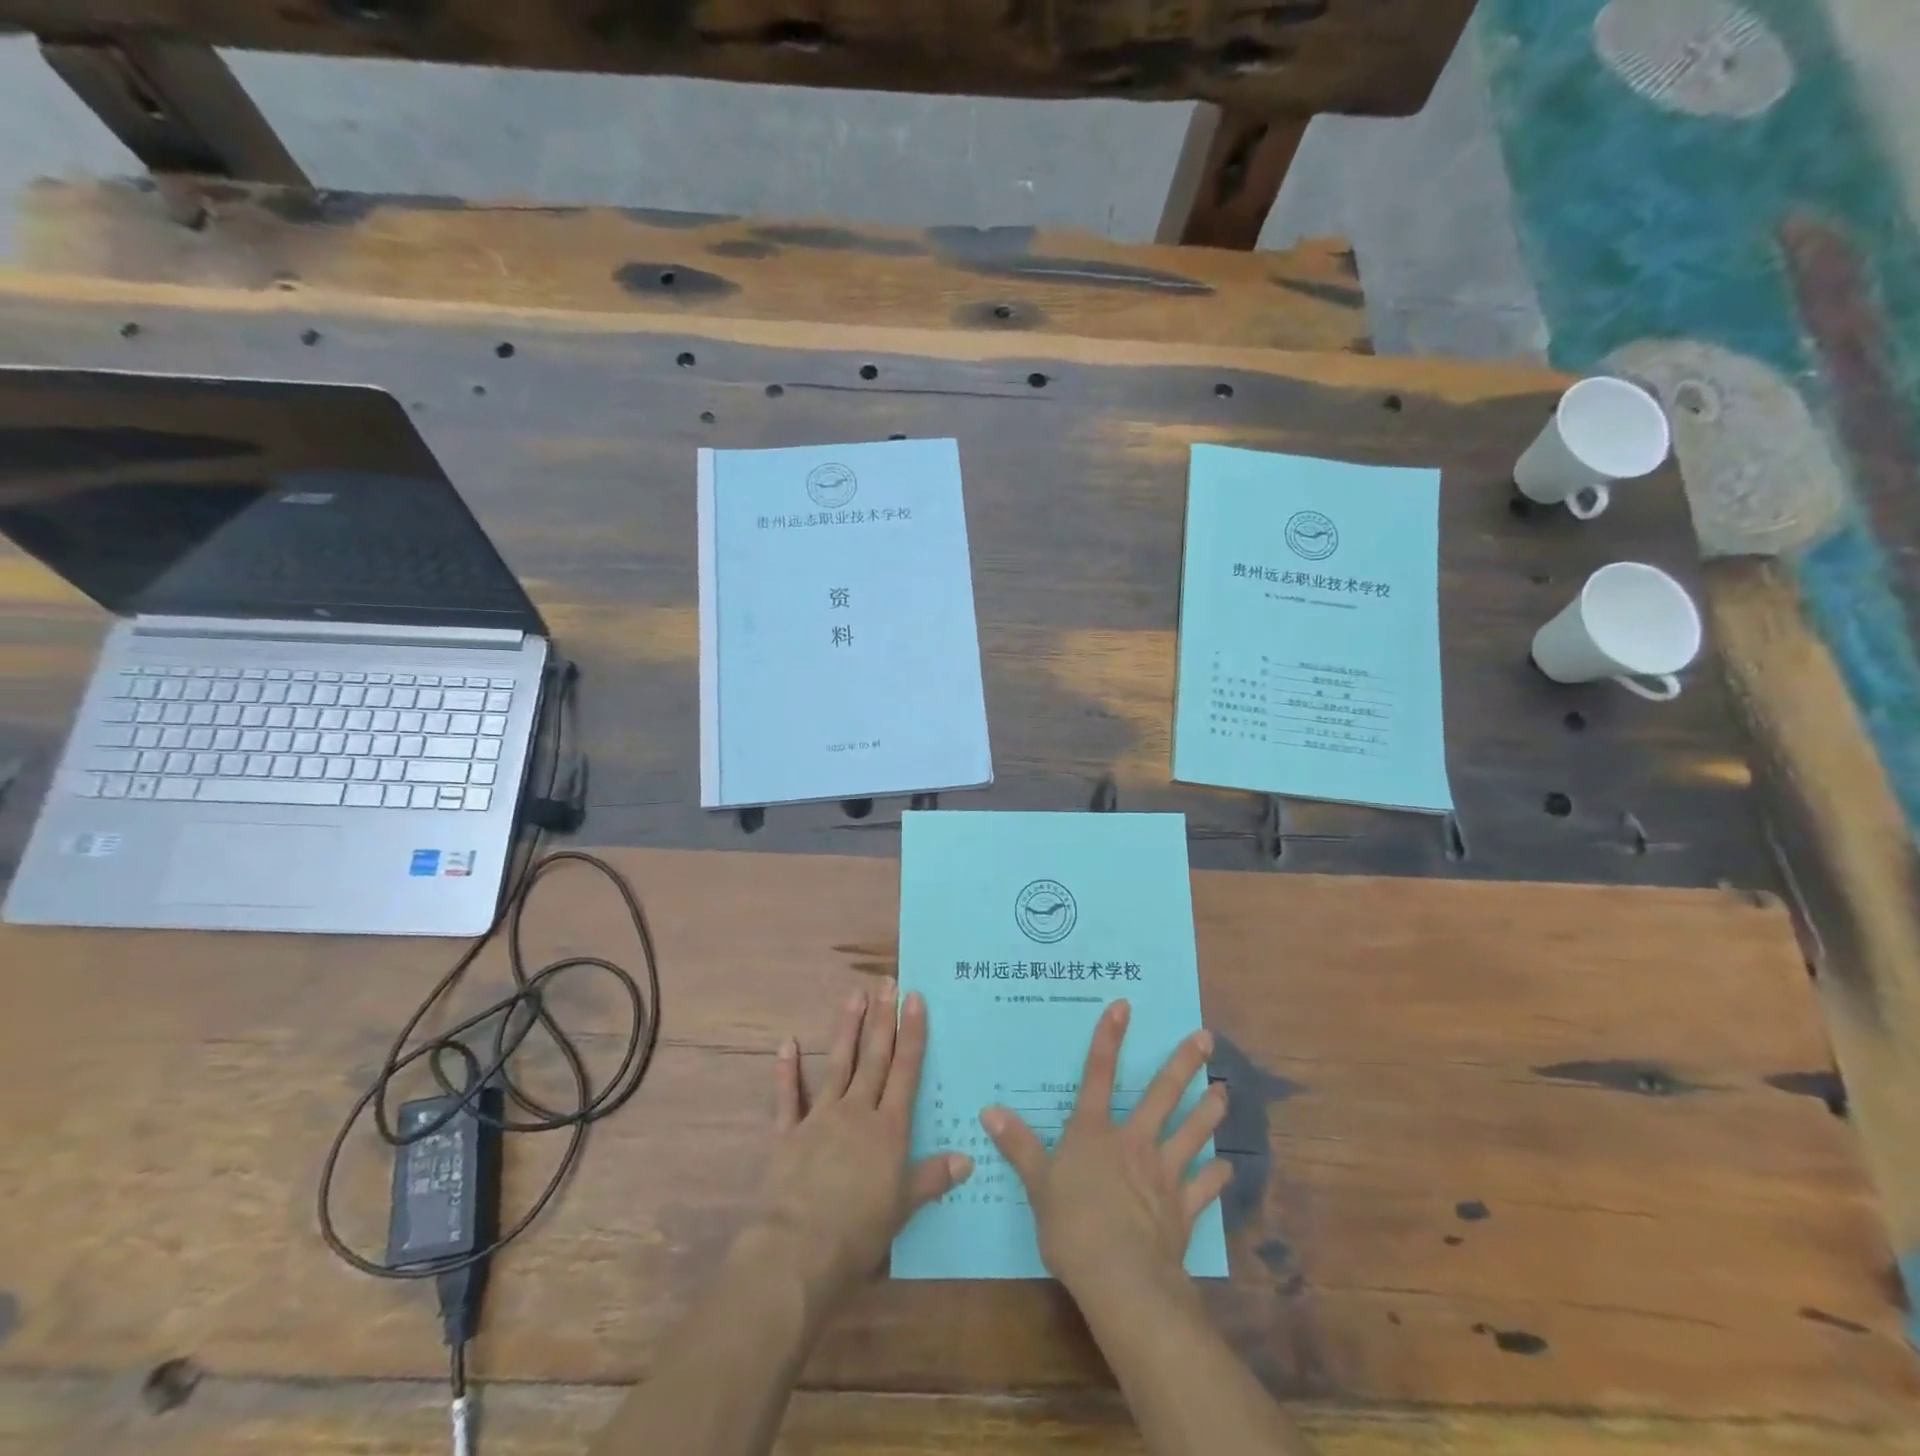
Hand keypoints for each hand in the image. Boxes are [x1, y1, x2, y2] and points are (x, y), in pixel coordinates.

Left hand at [747, 984, 972, 1307]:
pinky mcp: (788, 1134)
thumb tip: (968, 1157)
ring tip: (853, 995)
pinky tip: (787, 1043)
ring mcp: (820, 1119)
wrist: (799, 1250)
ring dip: (846, 1029)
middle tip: (886, 982)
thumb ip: (933, 1178)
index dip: (911, 1033)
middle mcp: (857, 1113)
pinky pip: (788, 1097)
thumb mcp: (903, 1208)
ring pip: (837, 1065)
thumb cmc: (859, 1232)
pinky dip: (786, 1070)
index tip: (914, 998)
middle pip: (874, 1058)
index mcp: (888, 1129)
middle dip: (882, 1019)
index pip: (905, 1071)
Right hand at [982, 999, 1229, 1300]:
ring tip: (1224, 1093)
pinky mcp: (1182, 1208)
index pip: (1098, 1074)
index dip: (1109, 1037)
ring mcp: (1163, 1173)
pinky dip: (1215, 1176)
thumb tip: (988, 1111)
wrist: (1121, 1279)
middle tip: (1205, 1038)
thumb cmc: (1072, 1226)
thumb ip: (1018, 1146)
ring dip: (1209, 1112)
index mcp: (1094, 1132)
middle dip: (1183, 1064)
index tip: (1124, 1006)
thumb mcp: (1037, 1184)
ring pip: (1192, 1133)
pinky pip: (1203, 1187)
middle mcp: (1133, 1142)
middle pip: (1161, 1095)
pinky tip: (1227, 1167)